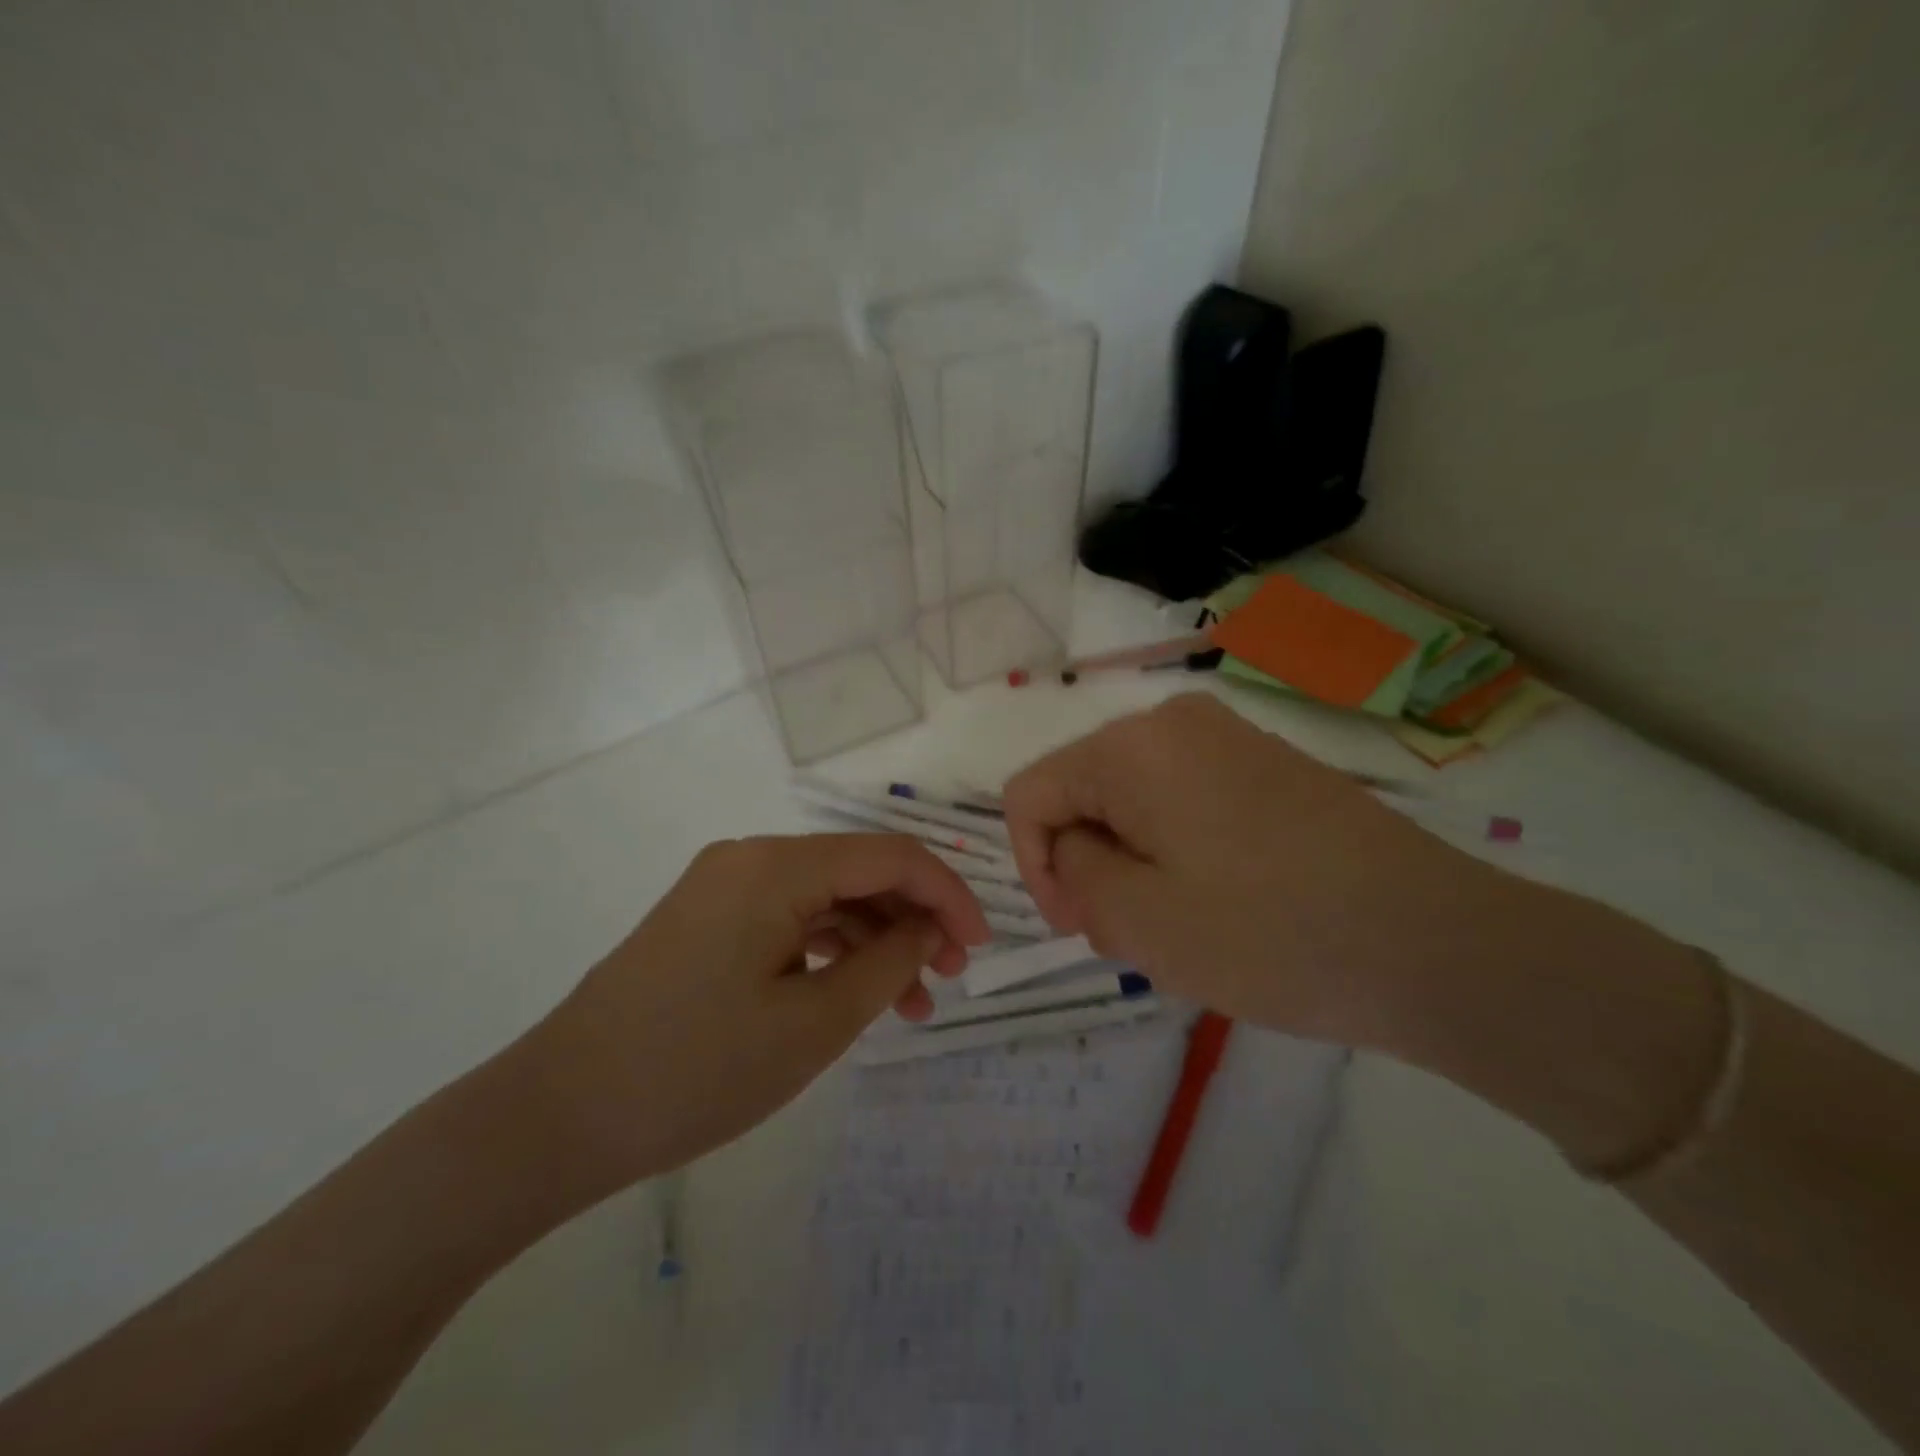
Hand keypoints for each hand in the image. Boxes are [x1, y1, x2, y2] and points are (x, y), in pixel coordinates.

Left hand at [509, 834, 989, 1197]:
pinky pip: (789, 920)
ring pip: (825, 898)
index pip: (890, 856)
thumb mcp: (815, 1023)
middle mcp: (750, 858)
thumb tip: (928, 927)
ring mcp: (724, 887)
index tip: (982, 945)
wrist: (558, 1115)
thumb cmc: (697, 1070)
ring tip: (912, 1003)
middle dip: (913, 918)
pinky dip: (830, 951)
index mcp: (776, 866)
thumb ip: (888, 962)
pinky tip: (855, 995)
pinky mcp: (708, 920)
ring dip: (875, 940)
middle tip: (950, 976)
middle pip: (858, 871)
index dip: (947, 894)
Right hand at [1003, 693, 1510, 1048]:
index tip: (1074, 925)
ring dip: (1132, 863)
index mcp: (1132, 747)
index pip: (1032, 792)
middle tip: (1128, 935)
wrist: (1436, 943)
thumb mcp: (1140, 920)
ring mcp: (1229, 739)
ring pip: (1134, 801)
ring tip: (1176, 926)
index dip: (1033, 864)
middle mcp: (1175, 723)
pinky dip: (1175, 850)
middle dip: (1088, 864)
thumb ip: (1075, 874)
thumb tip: (1074, 848)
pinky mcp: (1269, 767)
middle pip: (1084, 792)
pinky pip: (1184, 801)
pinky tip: (1220, 903)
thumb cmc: (1271, 934)